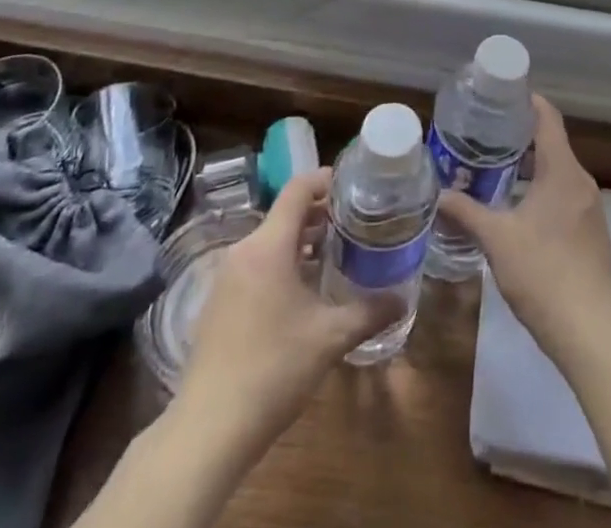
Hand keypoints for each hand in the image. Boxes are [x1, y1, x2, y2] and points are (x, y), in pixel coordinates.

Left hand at [175, 170, 398, 454]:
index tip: (355, 185)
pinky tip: (304, 291)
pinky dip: (283, 263)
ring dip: (302, 241)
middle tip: (355, 223)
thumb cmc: (273, 370)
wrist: (208, 431)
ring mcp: (227, 277)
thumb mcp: (330, 339)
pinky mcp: (219, 302)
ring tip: (336, 254)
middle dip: (321, 214)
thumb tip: (402, 300)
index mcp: (268, 246)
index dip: (326, 180)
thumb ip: (369, 313)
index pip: (298, 189)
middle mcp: (244, 251)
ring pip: (271, 240)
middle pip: (285, 214)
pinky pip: (256, 264)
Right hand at [436, 96, 610, 367]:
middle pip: (552, 143)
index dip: (527, 101)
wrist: (591, 330)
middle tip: (485, 134)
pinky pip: (564, 194)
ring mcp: (590, 208)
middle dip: (520, 136)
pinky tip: (517, 207)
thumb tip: (439, 194)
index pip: (548, 118)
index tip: (501, 95)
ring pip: (558, 171)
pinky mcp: (591, 232)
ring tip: (494, 168)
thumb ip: (467, 213)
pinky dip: (541, 188)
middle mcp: (580, 181)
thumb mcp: (497, 240)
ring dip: (530, 166)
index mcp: (562, 171)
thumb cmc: (543, 273)